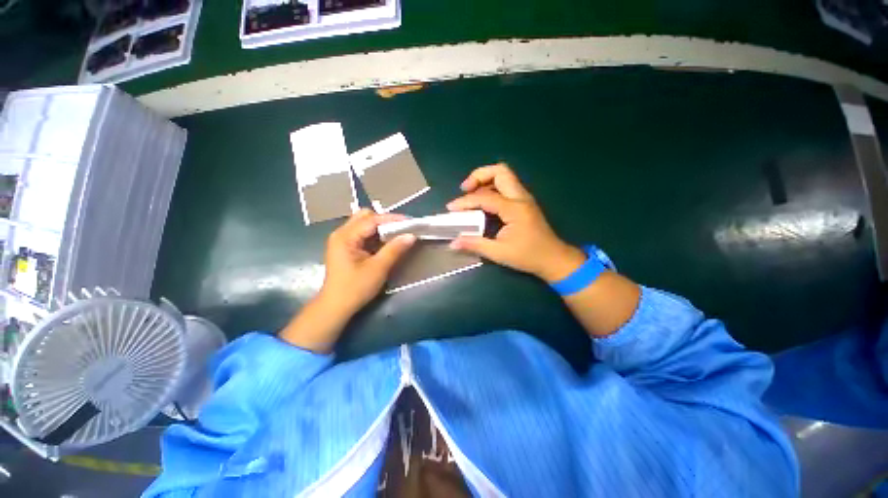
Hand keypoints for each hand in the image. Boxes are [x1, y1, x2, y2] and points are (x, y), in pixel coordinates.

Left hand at [280, 210, 415, 351]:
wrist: (336, 307)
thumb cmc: (355, 288)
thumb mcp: (378, 268)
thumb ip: (395, 249)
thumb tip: (412, 235)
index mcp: (345, 236)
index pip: (371, 220)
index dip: (392, 219)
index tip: (410, 222)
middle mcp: (341, 233)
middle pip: (365, 217)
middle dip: (385, 220)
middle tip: (402, 228)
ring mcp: (342, 240)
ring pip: (364, 224)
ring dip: (381, 227)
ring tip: (397, 233)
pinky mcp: (346, 247)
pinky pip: (363, 234)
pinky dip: (376, 235)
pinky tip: (386, 242)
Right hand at [447, 163, 585, 282]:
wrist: (554, 259)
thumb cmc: (529, 256)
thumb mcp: (499, 253)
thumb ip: (475, 245)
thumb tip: (453, 243)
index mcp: (514, 209)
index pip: (485, 197)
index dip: (465, 201)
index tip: (451, 208)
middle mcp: (520, 198)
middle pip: (500, 171)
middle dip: (479, 175)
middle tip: (465, 189)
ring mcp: (524, 198)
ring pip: (504, 175)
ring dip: (485, 180)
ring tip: (471, 193)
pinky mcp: (524, 202)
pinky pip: (506, 186)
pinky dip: (492, 187)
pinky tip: (483, 202)